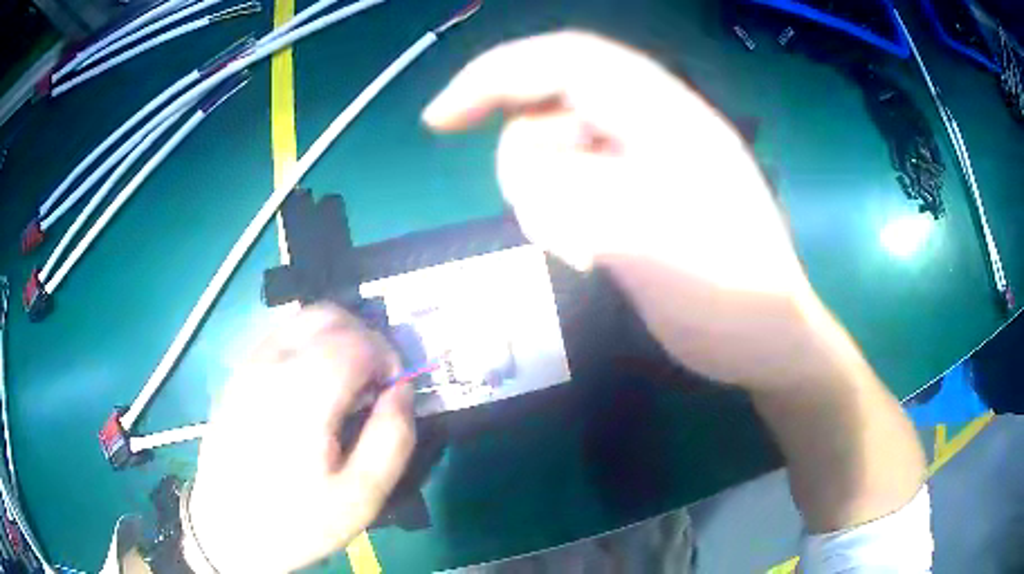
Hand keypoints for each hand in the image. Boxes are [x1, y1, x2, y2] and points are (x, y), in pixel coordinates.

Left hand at [188, 306, 414, 572]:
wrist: (229, 528)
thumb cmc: (298, 520)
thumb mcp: (362, 496)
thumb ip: (393, 437)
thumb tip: (402, 389)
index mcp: (302, 395)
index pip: (357, 341)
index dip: (388, 356)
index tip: (394, 389)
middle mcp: (271, 365)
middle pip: (327, 315)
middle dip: (363, 336)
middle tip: (374, 380)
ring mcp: (248, 365)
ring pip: (301, 319)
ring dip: (335, 337)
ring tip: (345, 381)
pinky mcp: (237, 374)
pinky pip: (279, 336)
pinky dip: (308, 343)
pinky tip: (311, 385)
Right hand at [423, 31, 823, 386]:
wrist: (766, 340)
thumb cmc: (728, 295)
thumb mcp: (650, 241)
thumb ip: (571, 192)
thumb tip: (520, 169)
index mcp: (665, 114)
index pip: (564, 60)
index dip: (492, 75)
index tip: (437, 122)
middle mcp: (655, 123)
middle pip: (557, 99)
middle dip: (525, 147)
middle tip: (537, 214)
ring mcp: (648, 160)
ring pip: (561, 142)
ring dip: (546, 186)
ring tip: (580, 244)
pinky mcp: (640, 195)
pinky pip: (576, 176)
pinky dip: (559, 204)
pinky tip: (583, 243)